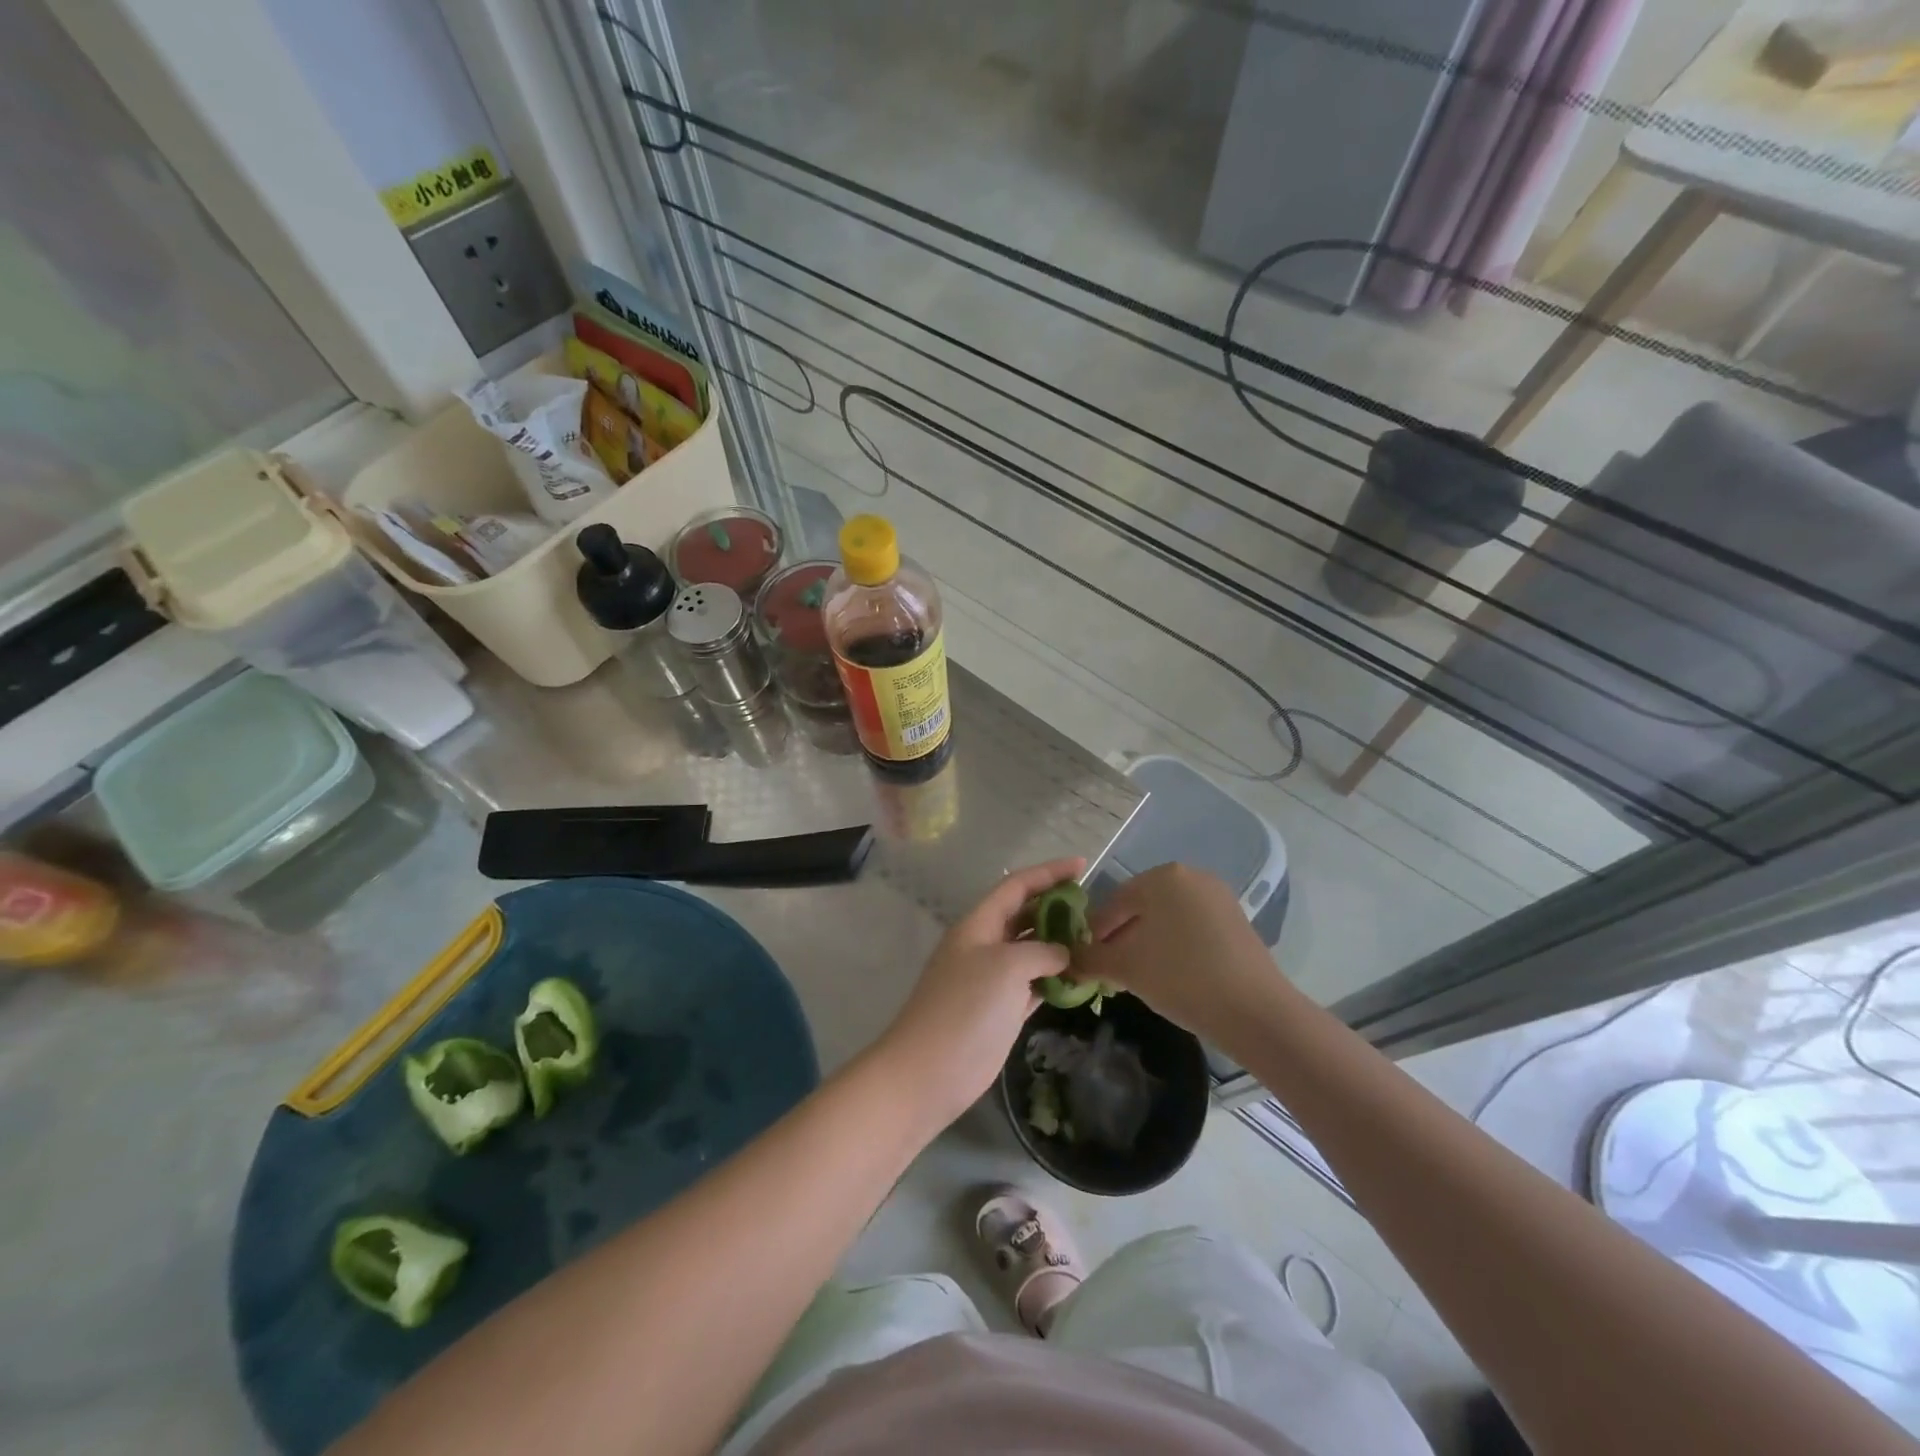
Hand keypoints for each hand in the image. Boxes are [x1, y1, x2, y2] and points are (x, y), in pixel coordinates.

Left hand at [875, 858, 1084, 1131]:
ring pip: (1033, 952)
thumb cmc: (965, 1008)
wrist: (930, 1071)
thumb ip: (1041, 951)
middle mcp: (986, 945)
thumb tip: (1065, 954)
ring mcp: (993, 980)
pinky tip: (1082, 979)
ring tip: (1096, 942)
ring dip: (1061, 946)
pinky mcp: (1002, 1010)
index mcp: (979, 924)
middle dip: (1057, 908)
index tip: (1082, 865)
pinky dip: (1057, 980)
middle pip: (1026, 916)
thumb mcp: (1006, 966)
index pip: (1017, 886)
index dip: (1048, 873)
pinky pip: (1035, 984)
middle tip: (1095, 909)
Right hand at [1076, 863, 1293, 1045]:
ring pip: (1167, 919)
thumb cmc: (1180, 977)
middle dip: (1121, 938)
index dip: (1095, 933)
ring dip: (1147, 945)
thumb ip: (1089, 959)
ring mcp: (1218, 898)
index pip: (1114, 901)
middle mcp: (1191, 876)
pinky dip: (1174, 947)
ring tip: (1137, 978)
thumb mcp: (1125, 968)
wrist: (1255, 1011)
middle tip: (1109, 972)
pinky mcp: (1237, 921)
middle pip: (1142, 908)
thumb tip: (1066, 961)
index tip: (1086, 961)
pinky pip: (1192, 928)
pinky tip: (1170, 977)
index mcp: (1162, 876)